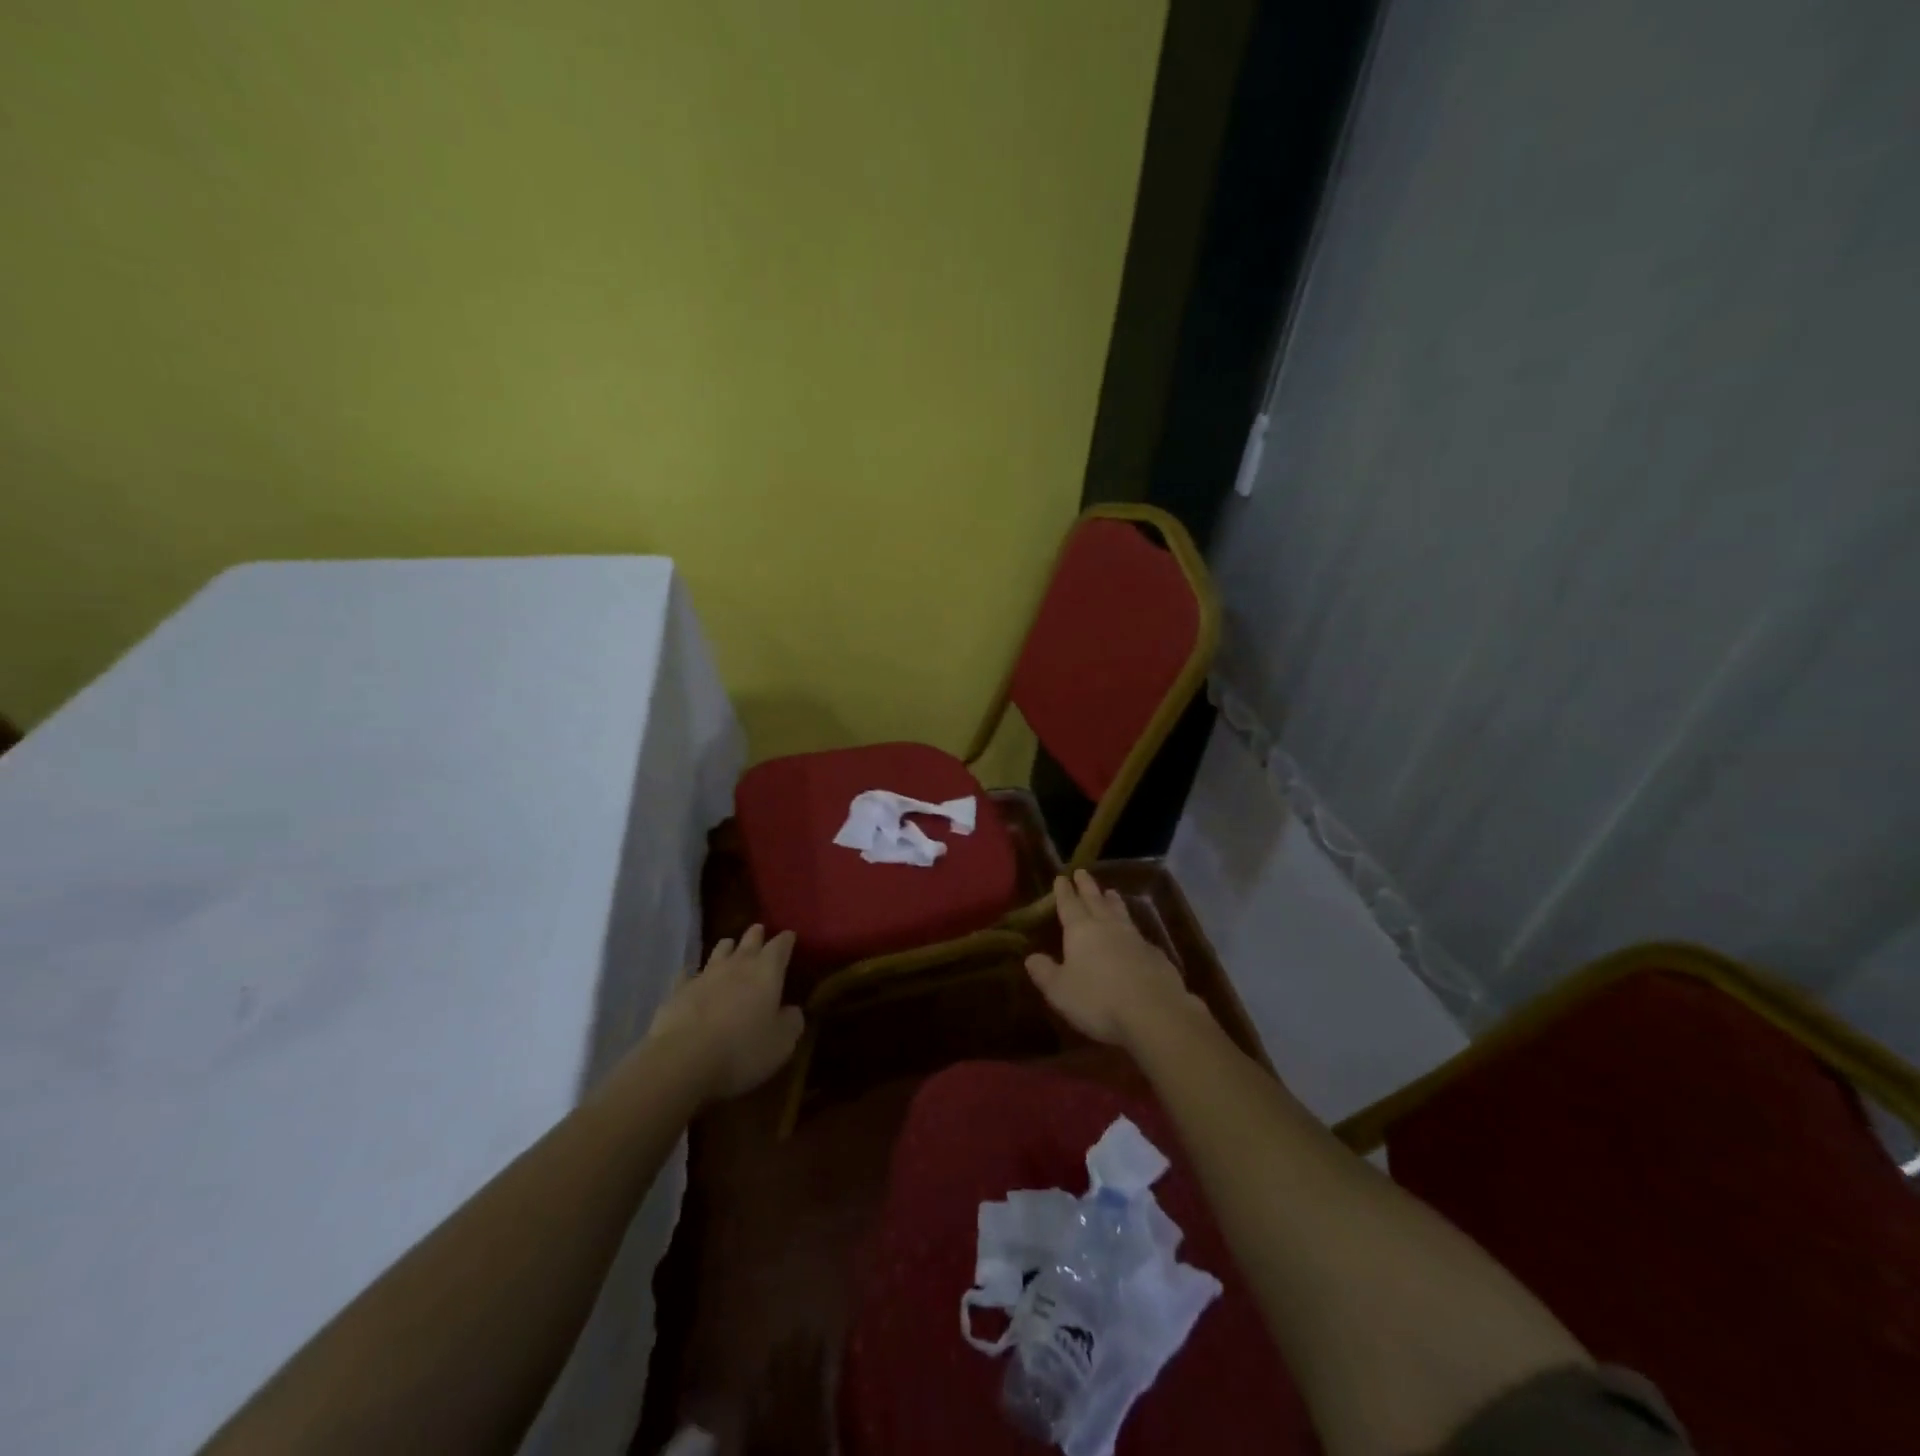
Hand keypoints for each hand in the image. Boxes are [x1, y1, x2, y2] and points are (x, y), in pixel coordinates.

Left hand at [647, 924, 803, 1101]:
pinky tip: (691, 977)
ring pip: (719, 951)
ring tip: (730, 947)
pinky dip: (693, 974)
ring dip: (727, 948)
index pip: (780, 945)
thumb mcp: (782, 1042)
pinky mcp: (678, 991)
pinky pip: (687, 974)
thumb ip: (792, 1021)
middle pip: (749, 940)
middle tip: (759, 930)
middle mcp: (737, 965)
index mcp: (767, 971)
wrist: (683, 1060)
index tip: (790, 936)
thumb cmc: (743, 1050)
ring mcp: (705, 975)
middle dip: (756, 934)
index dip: (786, 940)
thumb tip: (793, 1010)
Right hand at [1025, 870, 1205, 1051]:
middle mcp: (1108, 927)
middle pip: (1096, 901)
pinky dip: (1132, 928)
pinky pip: (1139, 934)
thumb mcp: (1060, 990)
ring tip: (1110, 892)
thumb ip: (1044, 972)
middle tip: (1082, 871)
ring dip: (1113, 901)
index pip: (1069, 904)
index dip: (1064, 892)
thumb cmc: (1098, 1000)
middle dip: (1087, 886)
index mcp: (1081, 931)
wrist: (1154, 1013)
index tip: (1061, 877)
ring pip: (1120, 913)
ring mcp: (1135, 939)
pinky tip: (1134, 935)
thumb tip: (1031, 957)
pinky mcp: (1156, 955)